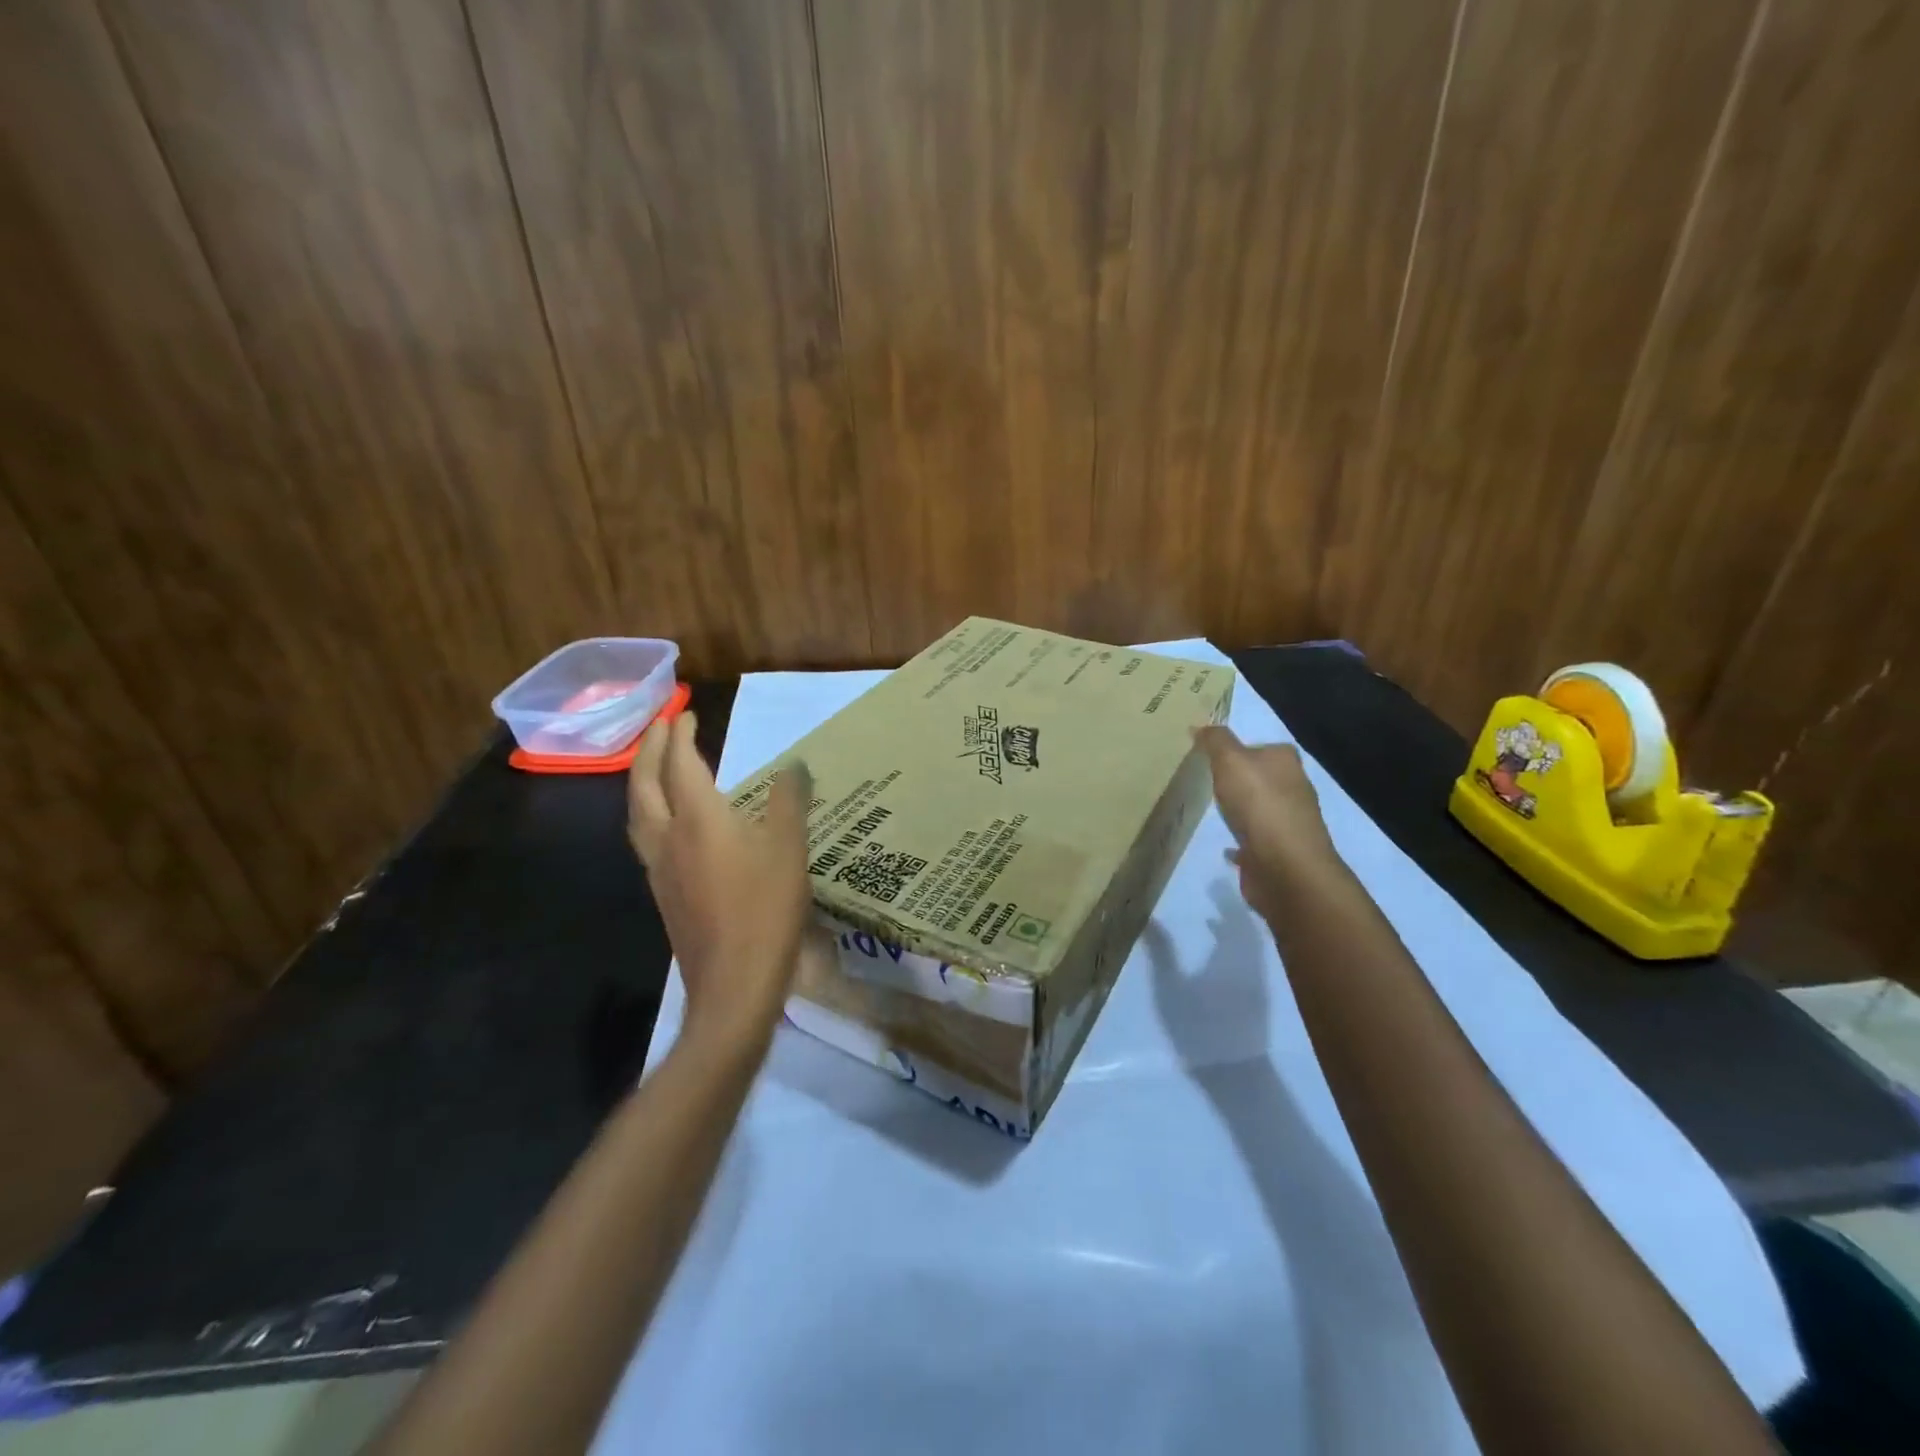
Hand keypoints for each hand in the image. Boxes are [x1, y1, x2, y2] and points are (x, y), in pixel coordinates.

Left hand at [628, 712, 814, 1051]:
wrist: (733, 984)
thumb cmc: (766, 911)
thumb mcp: (790, 850)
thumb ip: (790, 802)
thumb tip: (793, 767)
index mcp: (699, 819)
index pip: (680, 764)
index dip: (680, 735)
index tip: (684, 714)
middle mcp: (669, 837)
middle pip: (645, 783)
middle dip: (649, 749)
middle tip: (659, 727)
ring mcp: (659, 868)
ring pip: (637, 812)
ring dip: (641, 780)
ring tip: (652, 766)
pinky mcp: (663, 894)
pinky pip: (644, 837)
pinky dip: (648, 811)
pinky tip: (666, 822)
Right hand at [1195, 726, 1341, 922]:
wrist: (1283, 865)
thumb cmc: (1258, 804)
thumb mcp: (1230, 760)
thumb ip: (1215, 741)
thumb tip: (1201, 726)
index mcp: (1286, 762)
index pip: (1262, 747)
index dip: (1239, 750)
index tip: (1213, 757)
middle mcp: (1294, 789)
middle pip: (1263, 778)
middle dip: (1241, 780)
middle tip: (1209, 782)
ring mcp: (1289, 823)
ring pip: (1261, 809)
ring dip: (1243, 810)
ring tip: (1215, 812)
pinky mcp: (1281, 852)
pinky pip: (1256, 841)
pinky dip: (1243, 841)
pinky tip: (1227, 847)